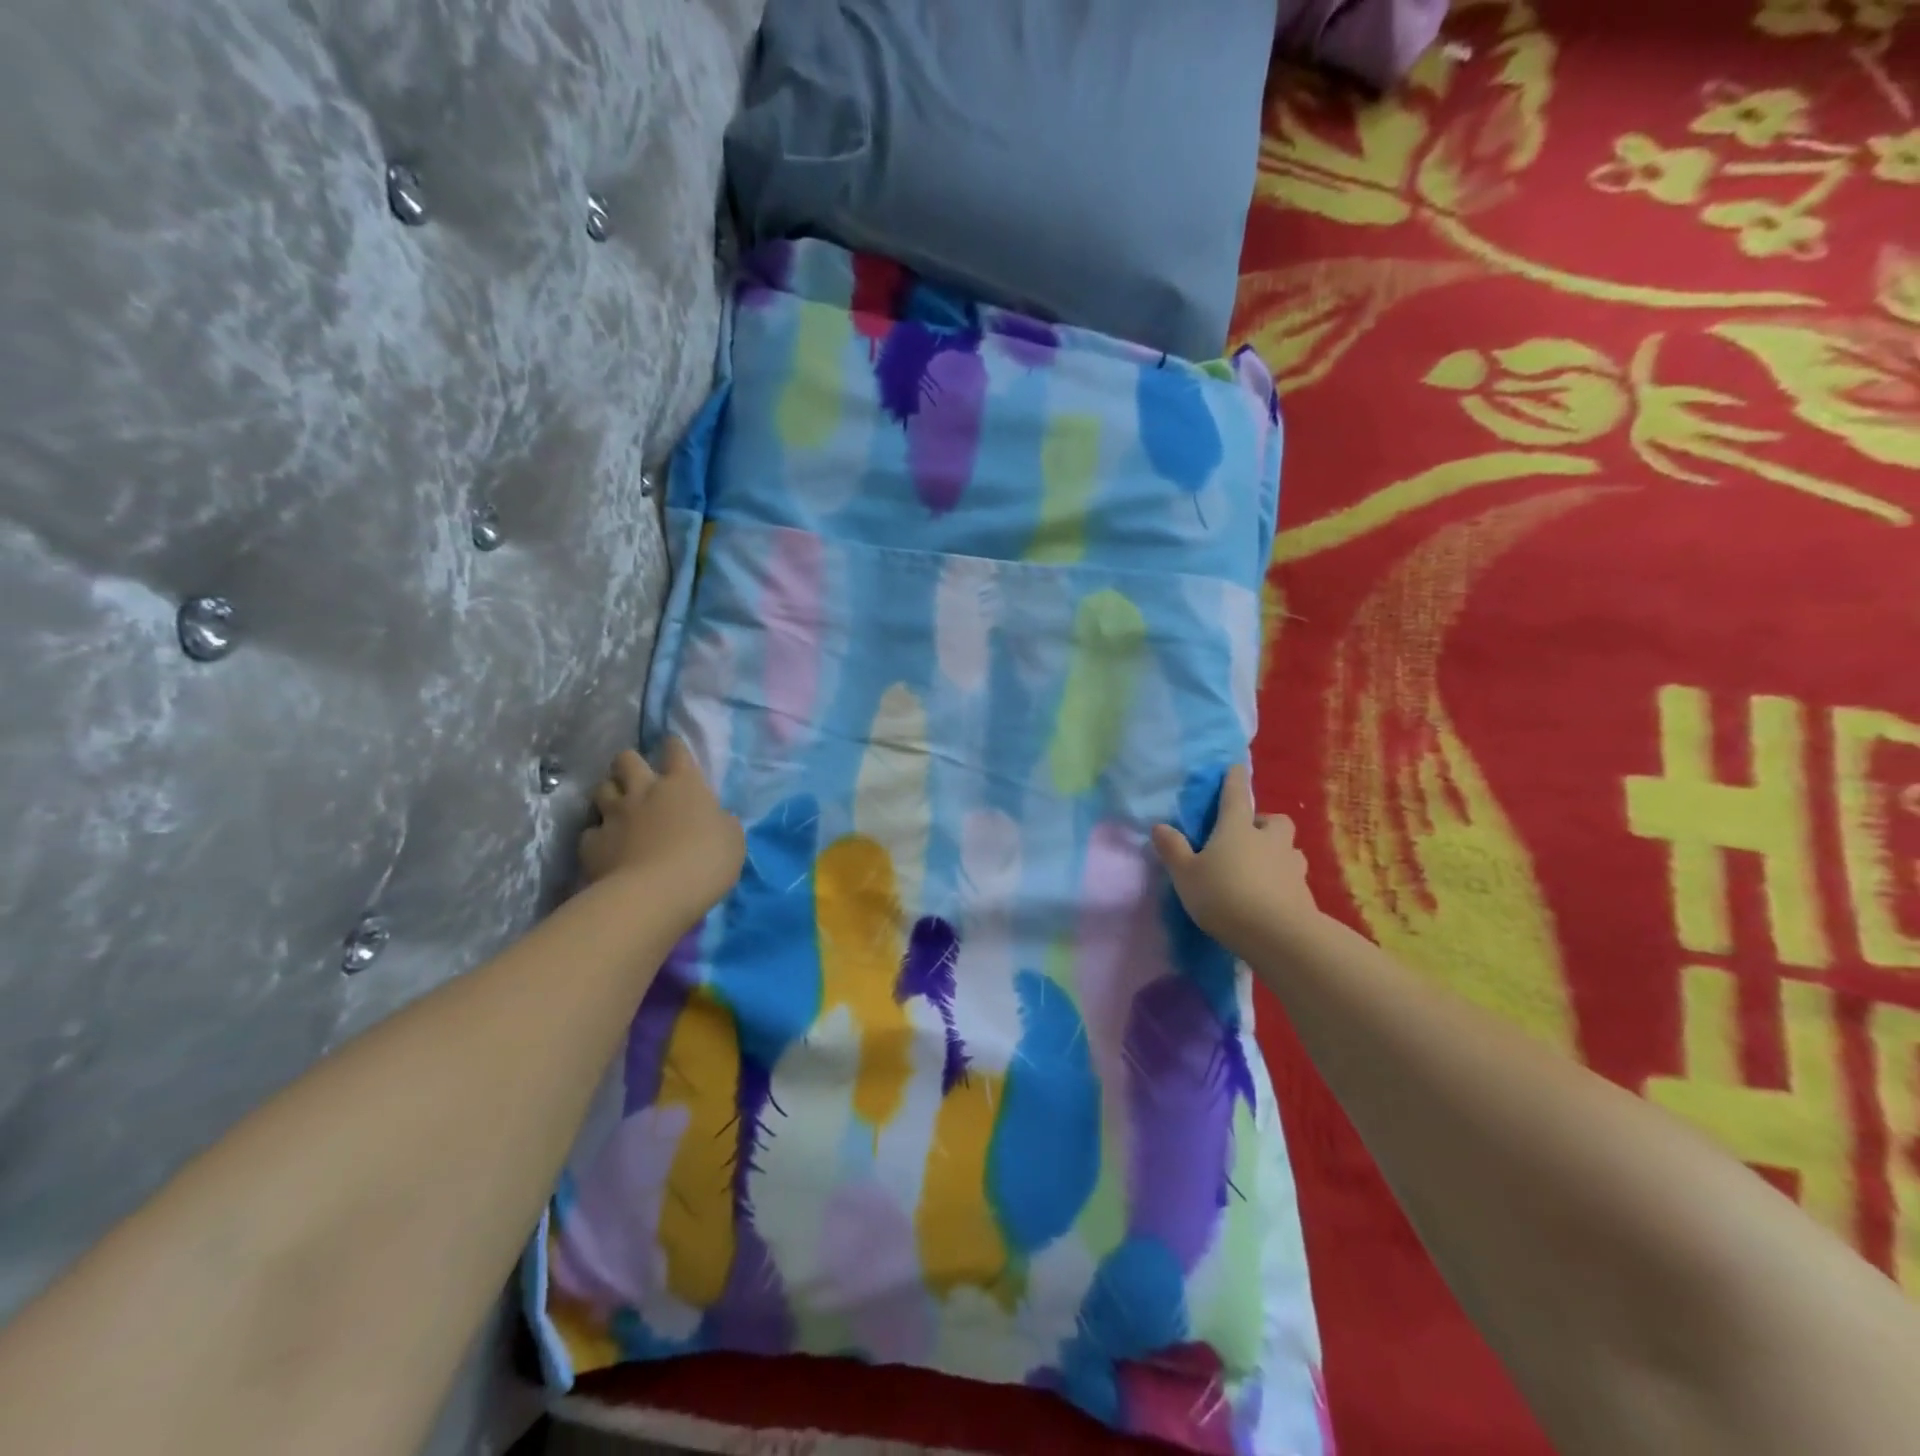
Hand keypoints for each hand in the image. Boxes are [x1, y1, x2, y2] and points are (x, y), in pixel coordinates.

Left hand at [579, 738, 744, 916]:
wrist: (654, 895)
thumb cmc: (705, 862)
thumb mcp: (732, 839)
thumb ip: (721, 821)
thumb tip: (715, 817)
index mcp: (684, 784)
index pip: (676, 750)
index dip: (674, 746)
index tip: (673, 748)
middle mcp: (645, 790)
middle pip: (627, 759)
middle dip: (630, 763)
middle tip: (637, 777)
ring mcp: (615, 815)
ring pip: (601, 789)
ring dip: (610, 793)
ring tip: (617, 807)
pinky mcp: (592, 843)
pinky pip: (591, 831)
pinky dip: (598, 836)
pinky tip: (606, 847)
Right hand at [1151, 763, 1318, 955]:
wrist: (1278, 935)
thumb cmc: (1224, 895)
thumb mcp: (1186, 874)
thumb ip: (1173, 850)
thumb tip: (1159, 826)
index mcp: (1236, 828)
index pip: (1235, 795)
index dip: (1234, 780)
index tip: (1235, 768)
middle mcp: (1268, 839)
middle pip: (1274, 820)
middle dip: (1263, 822)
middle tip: (1248, 835)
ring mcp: (1291, 865)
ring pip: (1289, 848)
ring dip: (1277, 851)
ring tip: (1262, 867)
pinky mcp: (1305, 893)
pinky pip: (1294, 877)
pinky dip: (1284, 880)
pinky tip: (1271, 895)